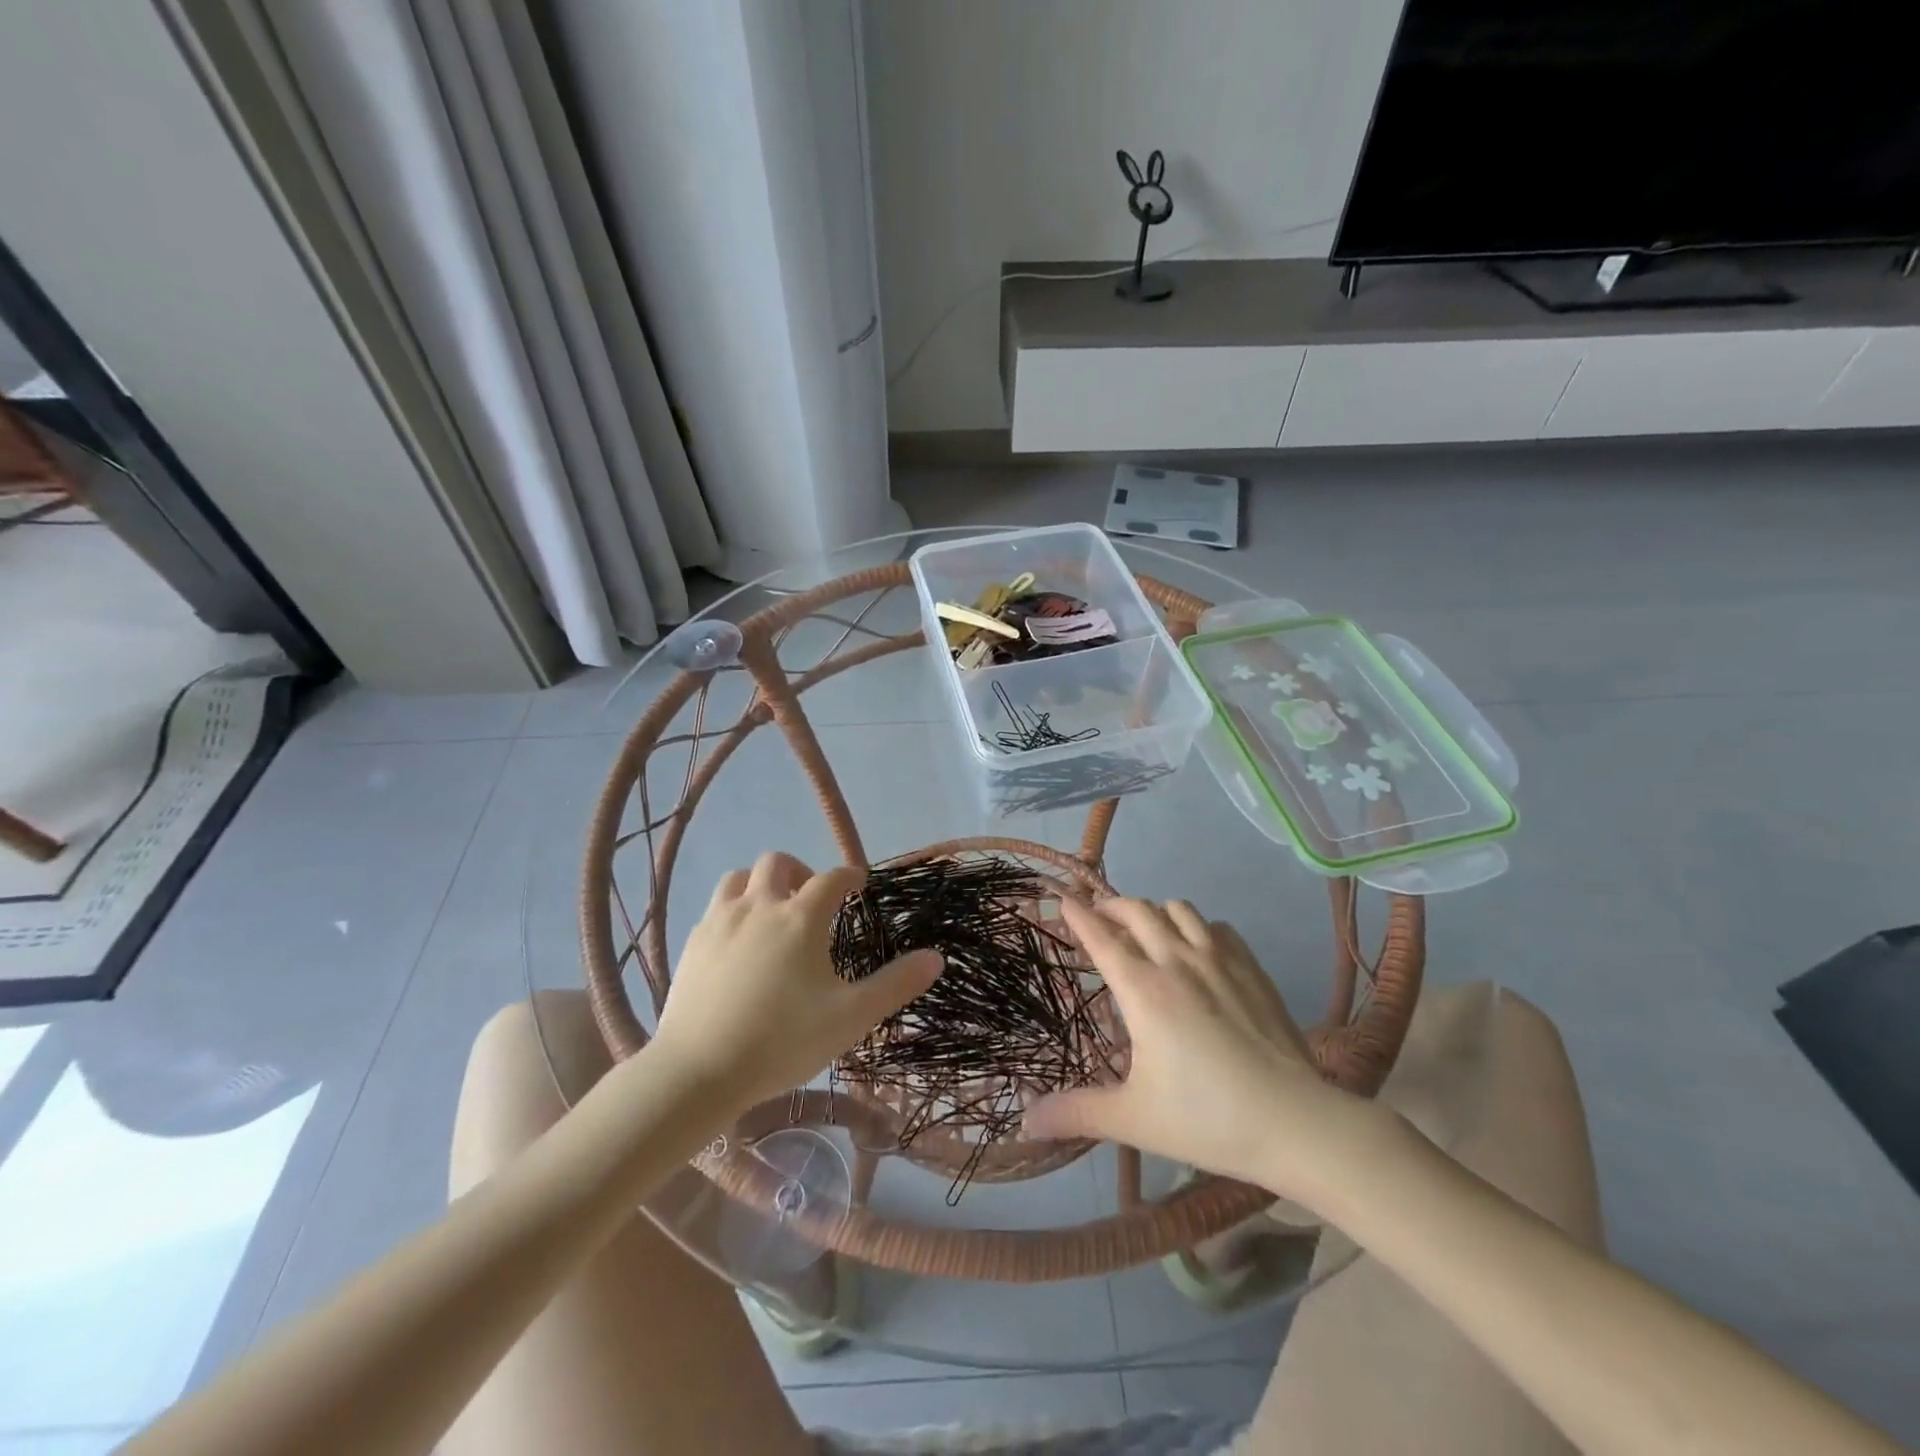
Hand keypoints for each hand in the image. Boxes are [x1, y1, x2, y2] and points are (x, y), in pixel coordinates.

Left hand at [650, 852, 942, 1111]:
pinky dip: (734, 908)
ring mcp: (721, 921)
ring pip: (740, 877)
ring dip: (761, 883)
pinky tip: (739, 940)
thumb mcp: (851, 1017)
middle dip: (801, 870)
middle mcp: (760, 905)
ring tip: (772, 910)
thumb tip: (936, 957)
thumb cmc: (782, 1041)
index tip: (858, 883)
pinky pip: (716, 906)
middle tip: (812, 897)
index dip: (849, 875)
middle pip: (778, 863)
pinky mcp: (693, 941)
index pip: (832, 878)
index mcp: (801, 917)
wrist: (698, 1071)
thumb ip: (895, 985)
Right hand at [1024, 897, 1384, 1200]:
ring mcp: (1219, 960)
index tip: (1063, 898)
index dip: (1079, 915)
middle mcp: (1176, 961)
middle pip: (1137, 911)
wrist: (1296, 1123)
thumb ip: (1077, 1113)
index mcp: (1143, 990)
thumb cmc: (1207, 1119)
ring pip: (1178, 909)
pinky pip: (1217, 927)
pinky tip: (1197, 949)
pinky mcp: (1251, 968)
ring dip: (1154, 911)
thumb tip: (1027, 1119)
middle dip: (1112, 906)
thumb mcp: (1133, 1119)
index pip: (1101, 937)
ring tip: (1146, 929)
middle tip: (1099, 917)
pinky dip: (1197, 927)